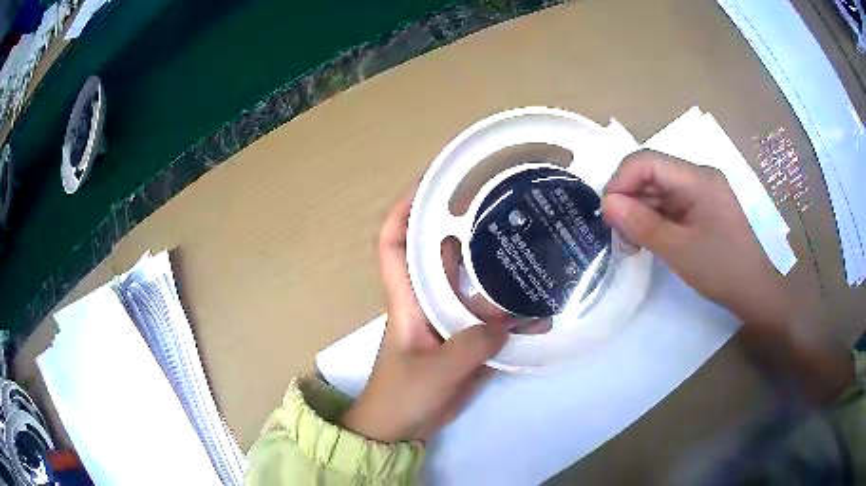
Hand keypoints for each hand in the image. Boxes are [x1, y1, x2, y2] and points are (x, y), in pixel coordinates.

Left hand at [339, 191, 508, 442]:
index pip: (393, 242)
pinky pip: (491, 316)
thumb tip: (510, 323)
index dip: (404, 208)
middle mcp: (427, 299)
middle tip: (498, 201)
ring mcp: (449, 319)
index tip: (430, 182)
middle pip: (440, 251)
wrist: (401, 427)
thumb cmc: (402, 396)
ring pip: (473, 282)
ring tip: (531, 243)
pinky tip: (540, 308)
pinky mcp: (465, 339)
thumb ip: (471, 347)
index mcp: (407, 299)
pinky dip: (513, 311)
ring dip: (496, 267)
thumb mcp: (434, 372)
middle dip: (462, 223)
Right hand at [602, 150, 790, 329]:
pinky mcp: (701, 207)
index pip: (647, 161)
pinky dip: (654, 219)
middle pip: (652, 174)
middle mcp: (698, 176)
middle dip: (629, 199)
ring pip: (658, 190)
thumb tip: (606, 204)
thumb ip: (642, 224)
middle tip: (617, 234)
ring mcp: (701, 191)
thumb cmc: (721, 270)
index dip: (621, 181)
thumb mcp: (678, 250)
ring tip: (630, 243)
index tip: (607, 214)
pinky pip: (670, 204)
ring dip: (639, 211)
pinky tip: (647, 239)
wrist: (754, 291)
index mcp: (697, 178)